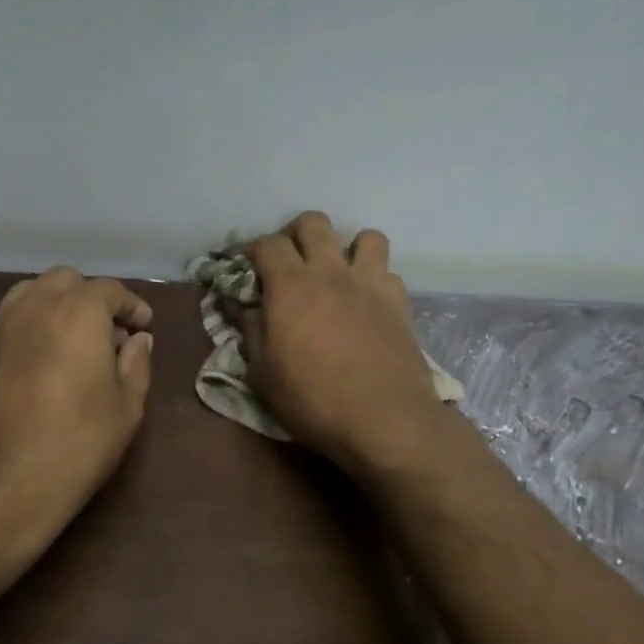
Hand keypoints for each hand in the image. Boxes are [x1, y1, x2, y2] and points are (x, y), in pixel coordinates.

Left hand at [0, 267, 154, 563]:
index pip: (109, 291)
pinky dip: (35, 323)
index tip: (144, 326)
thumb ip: (136, 364)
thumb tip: (138, 339)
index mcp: (78, 312)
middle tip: (111, 334)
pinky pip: (13, 317)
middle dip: (93, 299)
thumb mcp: (125, 409)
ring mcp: (1, 326)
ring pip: (34, 293)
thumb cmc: (73, 447)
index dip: (131, 306)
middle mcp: (36, 305)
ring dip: (60, 305)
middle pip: (67, 281)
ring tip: (76, 343)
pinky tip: (46, 360)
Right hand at [242, 212, 448, 476]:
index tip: (244, 265)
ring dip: (347, 248)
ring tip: (337, 273)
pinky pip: (388, 272)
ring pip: (365, 237)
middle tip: (289, 261)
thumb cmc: (313, 400)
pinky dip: (375, 279)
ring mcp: (370, 284)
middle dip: (296, 234)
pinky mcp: (399, 303)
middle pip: (314, 223)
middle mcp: (331, 272)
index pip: (267, 244)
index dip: (251, 249)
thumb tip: (247, 307)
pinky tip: (367, 302)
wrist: (385, 421)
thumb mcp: (263, 373)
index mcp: (291, 285)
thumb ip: (252, 330)